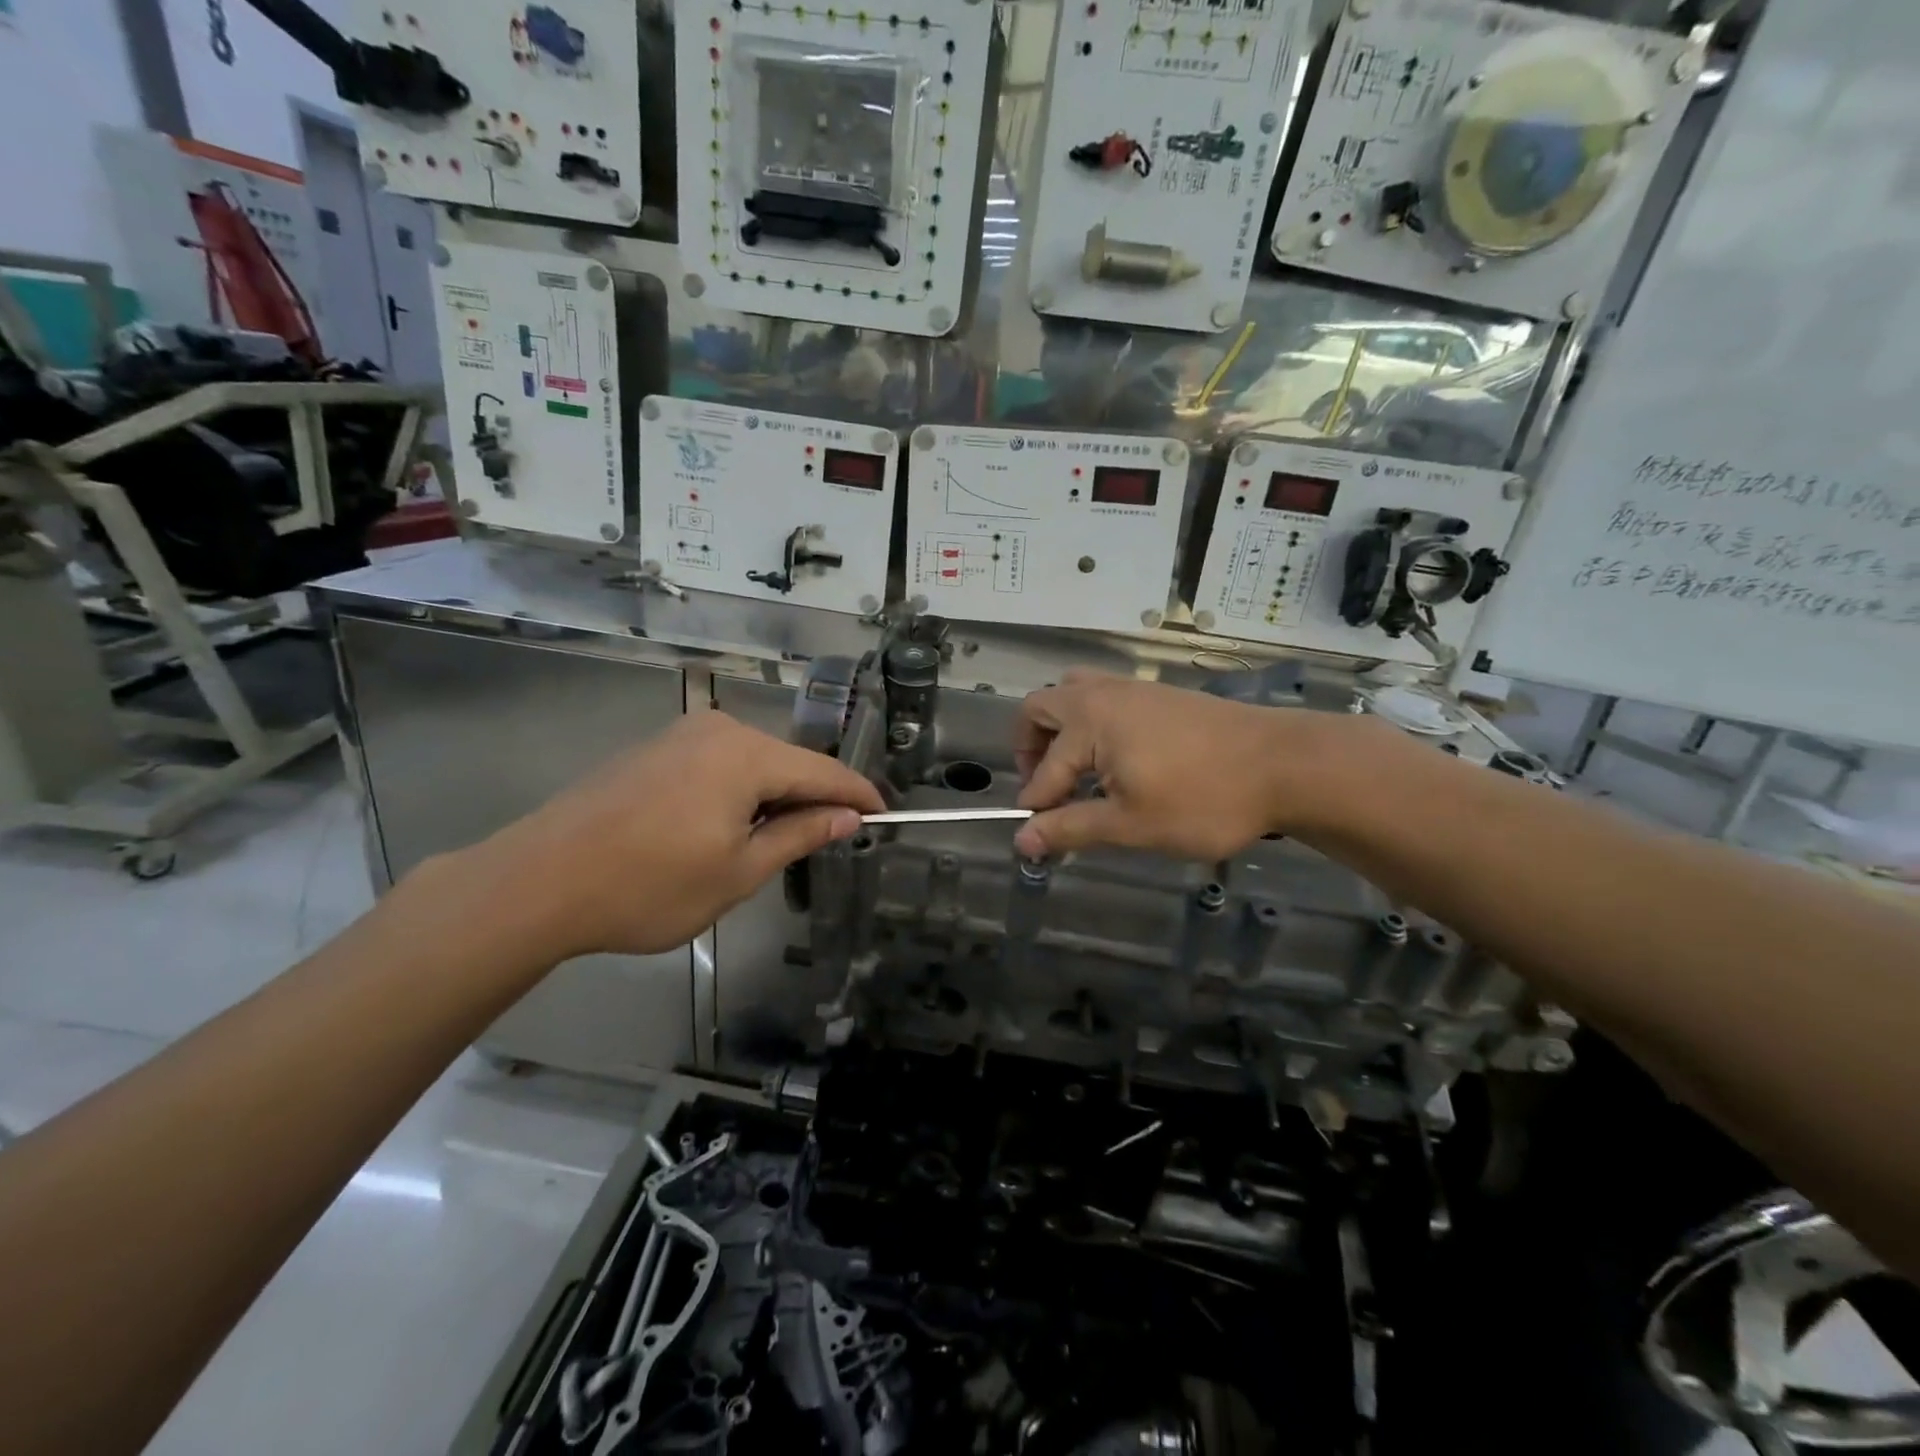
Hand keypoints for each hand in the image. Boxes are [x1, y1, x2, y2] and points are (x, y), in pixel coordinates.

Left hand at [462, 713, 883, 957]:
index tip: (885, 814)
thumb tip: (847, 816)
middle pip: (787, 762)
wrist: (538, 882)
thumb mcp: (738, 871)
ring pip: (751, 763)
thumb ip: (799, 834)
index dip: (857, 794)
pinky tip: (729, 826)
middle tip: (834, 836)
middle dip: (813, 797)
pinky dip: (738, 792)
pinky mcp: (653, 750)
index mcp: (746, 754)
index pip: (823, 771)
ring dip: (773, 797)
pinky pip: (717, 765)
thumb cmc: (649, 886)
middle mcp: (718, 730)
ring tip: (781, 839)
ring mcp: (680, 736)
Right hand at [1012, 673, 1358, 860]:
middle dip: (1031, 749)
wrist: (1285, 764)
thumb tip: (1021, 841)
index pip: (1044, 770)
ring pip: (1074, 694)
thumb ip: (1071, 828)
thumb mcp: (1131, 824)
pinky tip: (1116, 763)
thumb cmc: (1203, 799)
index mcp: (1089, 721)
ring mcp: (1134, 689)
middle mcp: (1103, 694)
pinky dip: (1091, 725)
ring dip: (1061, 731)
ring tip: (1077, 773)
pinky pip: (1104, 698)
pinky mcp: (1160, 695)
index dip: (1036, 808)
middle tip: (1048, 791)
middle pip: (1042, 707)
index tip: (1038, 839)